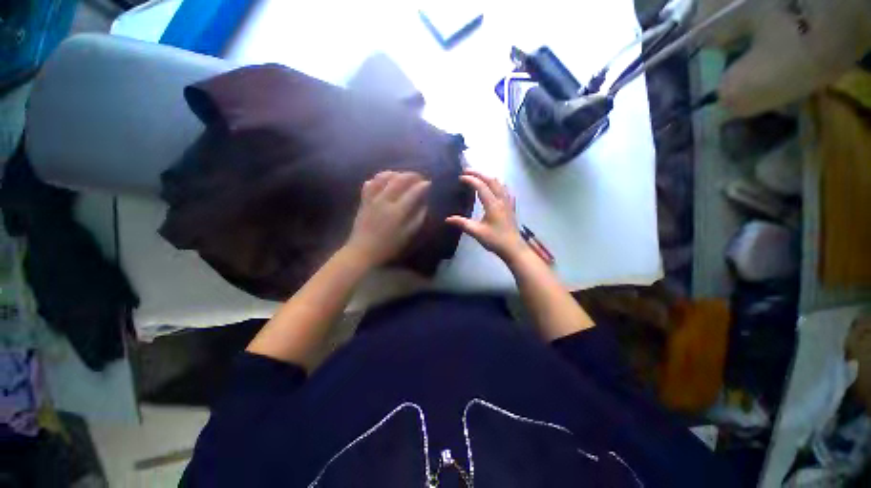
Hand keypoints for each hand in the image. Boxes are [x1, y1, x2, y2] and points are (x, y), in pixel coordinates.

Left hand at [344, 171, 429, 267]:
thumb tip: (424, 204)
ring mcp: (372, 198)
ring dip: (396, 173)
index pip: (413, 192)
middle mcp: (384, 200)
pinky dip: (378, 178)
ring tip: (403, 176)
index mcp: (397, 211)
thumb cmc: (388, 246)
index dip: (423, 185)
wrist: (362, 251)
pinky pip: (370, 183)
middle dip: (411, 175)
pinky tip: (384, 180)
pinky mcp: (363, 200)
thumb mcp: (407, 235)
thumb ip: (418, 218)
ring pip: (383, 177)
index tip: (429, 184)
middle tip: (419, 178)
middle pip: (399, 180)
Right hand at [446, 170, 527, 262]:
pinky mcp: (511, 207)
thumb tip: (447, 219)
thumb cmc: (495, 240)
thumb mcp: (477, 232)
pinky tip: (495, 187)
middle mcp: (502, 200)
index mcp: (493, 204)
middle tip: (467, 171)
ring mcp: (508, 202)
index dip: (470, 179)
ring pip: (500, 183)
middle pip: (491, 180)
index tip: (460, 177)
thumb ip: (462, 223)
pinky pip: (505, 190)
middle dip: (479, 173)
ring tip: (478, 177)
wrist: (513, 248)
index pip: (481, 186)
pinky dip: (498, 184)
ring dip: (488, 177)